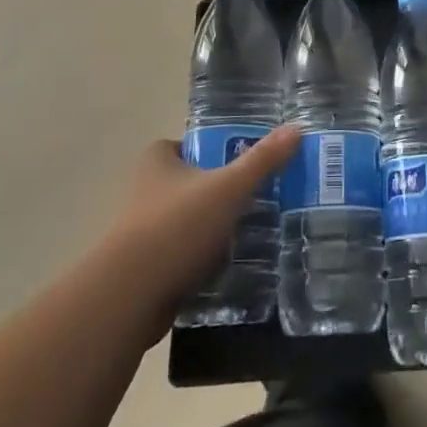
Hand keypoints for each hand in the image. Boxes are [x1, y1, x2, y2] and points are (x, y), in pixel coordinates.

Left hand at [94, 127, 299, 344]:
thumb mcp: (228, 188)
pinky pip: (187, 254)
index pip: (195, 144)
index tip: (252, 162)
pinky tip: (234, 265)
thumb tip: (296, 128)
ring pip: (193, 221)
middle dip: (226, 192)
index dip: (222, 150)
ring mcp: (146, 230)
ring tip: (258, 231)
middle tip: (265, 196)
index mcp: (158, 160)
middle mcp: (147, 189)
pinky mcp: (150, 267)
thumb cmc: (176, 227)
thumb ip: (262, 160)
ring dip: (218, 228)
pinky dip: (207, 258)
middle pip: (198, 182)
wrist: (129, 298)